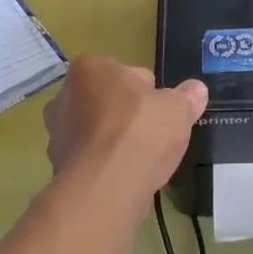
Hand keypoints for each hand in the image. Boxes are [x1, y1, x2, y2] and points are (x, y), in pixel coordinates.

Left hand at [43, 57, 207, 198]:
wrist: (108, 184)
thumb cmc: (141, 130)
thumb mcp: (178, 108)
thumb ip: (186, 97)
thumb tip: (196, 89)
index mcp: (89, 69)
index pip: (126, 73)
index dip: (148, 92)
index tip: (161, 110)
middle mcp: (64, 95)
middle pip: (106, 101)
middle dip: (125, 114)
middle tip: (152, 133)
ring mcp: (56, 133)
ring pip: (95, 130)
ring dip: (113, 140)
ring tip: (140, 158)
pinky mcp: (58, 165)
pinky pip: (90, 158)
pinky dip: (105, 163)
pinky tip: (125, 175)